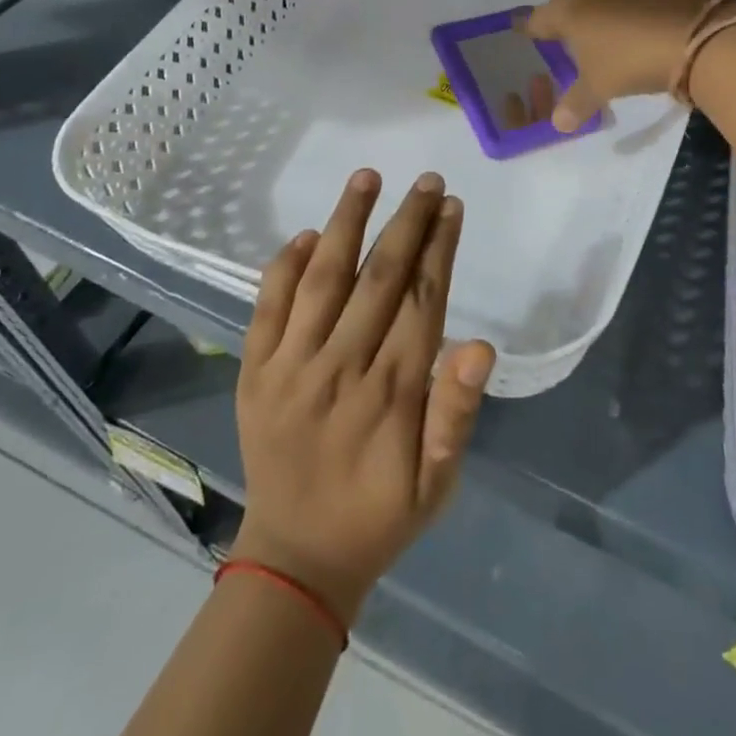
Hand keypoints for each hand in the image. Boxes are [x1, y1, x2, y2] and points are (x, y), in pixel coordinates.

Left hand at [230, 169, 495, 624]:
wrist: (295, 558)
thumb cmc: (380, 514)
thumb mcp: (439, 481)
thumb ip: (457, 412)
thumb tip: (481, 345)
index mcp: (392, 392)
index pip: (422, 299)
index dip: (439, 247)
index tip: (451, 206)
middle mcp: (341, 367)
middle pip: (379, 276)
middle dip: (406, 221)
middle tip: (426, 180)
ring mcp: (291, 367)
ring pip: (323, 278)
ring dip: (346, 223)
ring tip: (367, 177)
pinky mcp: (254, 373)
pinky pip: (267, 309)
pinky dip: (283, 268)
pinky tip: (304, 235)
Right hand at [521, 0, 725, 130]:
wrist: (701, 36)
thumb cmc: (634, 60)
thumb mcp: (601, 86)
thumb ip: (576, 103)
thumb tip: (558, 123)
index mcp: (569, 6)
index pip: (539, 18)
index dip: (530, 28)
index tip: (522, 30)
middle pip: (570, 0)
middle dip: (568, 17)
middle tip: (570, 37)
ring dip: (603, 9)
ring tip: (609, 32)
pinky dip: (634, 6)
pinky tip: (643, 24)